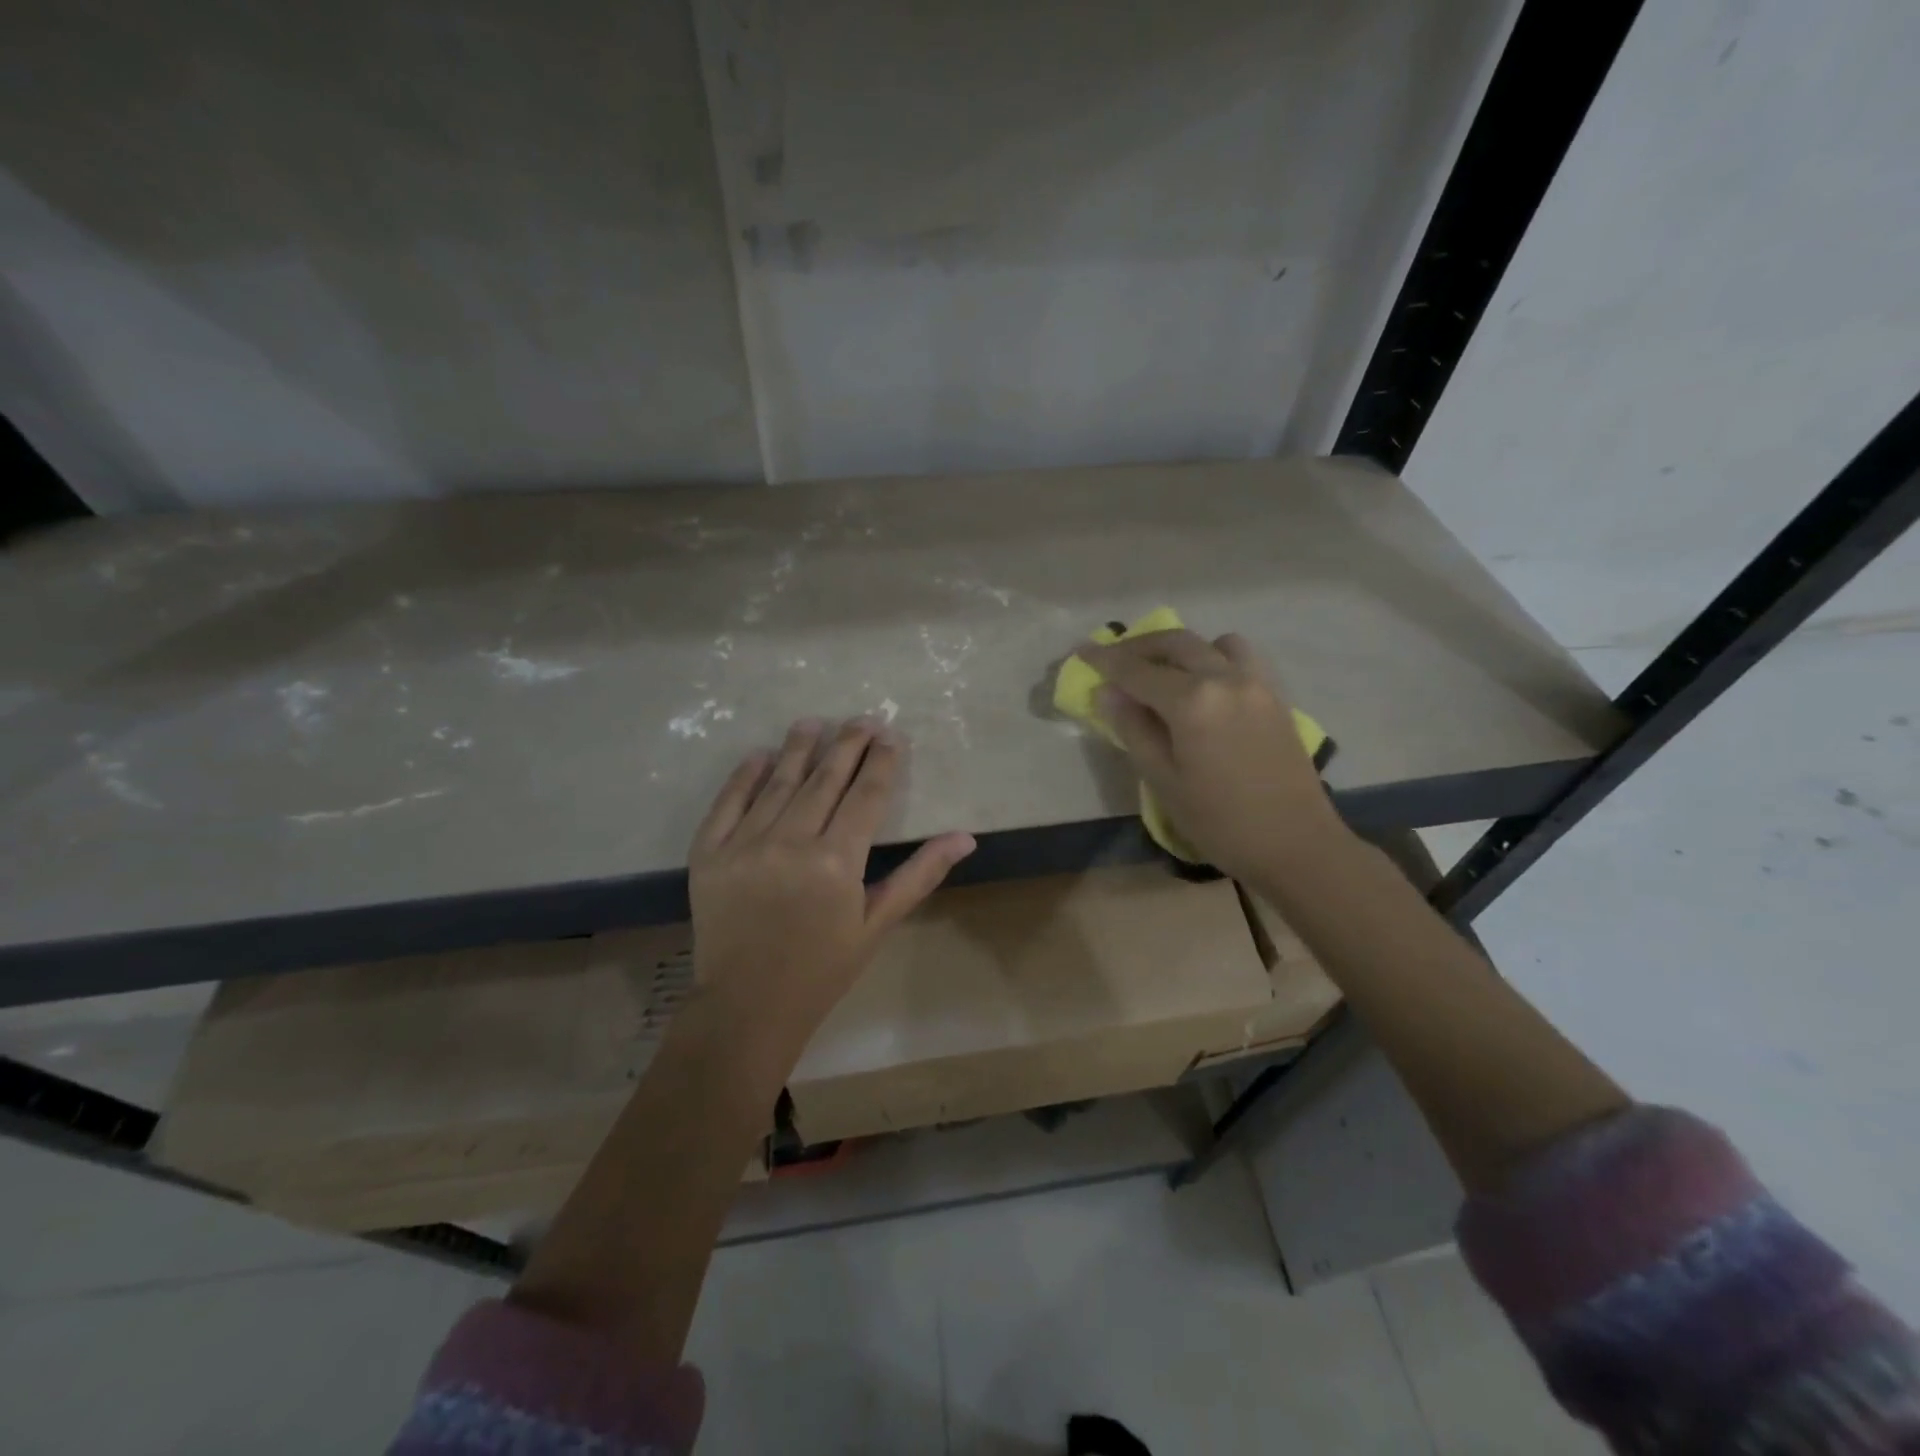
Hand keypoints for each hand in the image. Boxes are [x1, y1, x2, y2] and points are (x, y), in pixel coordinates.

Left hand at [686, 718, 975, 1063]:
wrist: (746, 1008)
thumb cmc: (822, 970)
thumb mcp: (876, 925)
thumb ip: (919, 875)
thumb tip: (965, 837)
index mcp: (836, 861)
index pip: (866, 795)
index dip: (883, 761)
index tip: (892, 736)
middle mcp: (790, 842)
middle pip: (825, 779)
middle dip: (847, 744)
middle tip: (862, 719)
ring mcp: (744, 845)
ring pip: (778, 782)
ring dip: (799, 748)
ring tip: (814, 722)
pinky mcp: (708, 854)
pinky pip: (727, 804)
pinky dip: (744, 776)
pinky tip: (760, 755)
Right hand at [1078, 629, 1343, 880]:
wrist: (1295, 843)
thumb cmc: (1220, 821)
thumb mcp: (1163, 780)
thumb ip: (1133, 729)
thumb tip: (1108, 693)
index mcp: (1192, 701)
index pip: (1137, 670)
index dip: (1105, 660)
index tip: (1081, 651)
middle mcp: (1225, 678)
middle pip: (1175, 643)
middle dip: (1138, 646)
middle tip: (1112, 659)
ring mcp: (1256, 683)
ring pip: (1212, 642)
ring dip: (1181, 648)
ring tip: (1162, 671)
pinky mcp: (1275, 695)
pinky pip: (1240, 658)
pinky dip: (1214, 657)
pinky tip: (1203, 685)